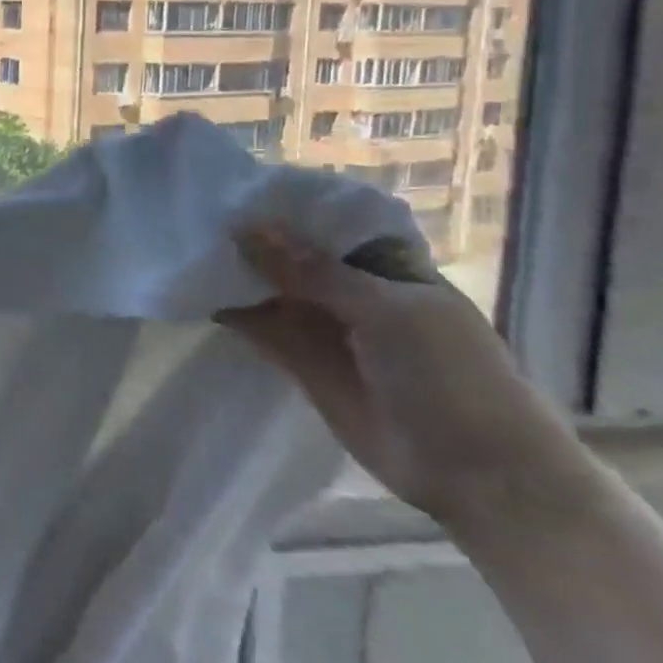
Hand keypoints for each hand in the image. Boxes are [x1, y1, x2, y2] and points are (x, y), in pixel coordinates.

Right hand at [215, 225, 585, 528]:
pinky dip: (234, 313)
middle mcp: (354, 291)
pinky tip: (198, 293)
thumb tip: (246, 230)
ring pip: (273, 292)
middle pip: (294, 257)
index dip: (285, 209)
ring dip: (238, 275)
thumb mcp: (386, 309)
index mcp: (387, 266)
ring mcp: (327, 329)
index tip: (233, 189)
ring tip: (187, 250)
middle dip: (252, 240)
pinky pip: (263, 330)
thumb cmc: (447, 375)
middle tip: (195, 215)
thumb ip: (312, 270)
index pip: (328, 225)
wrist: (475, 473)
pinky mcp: (304, 365)